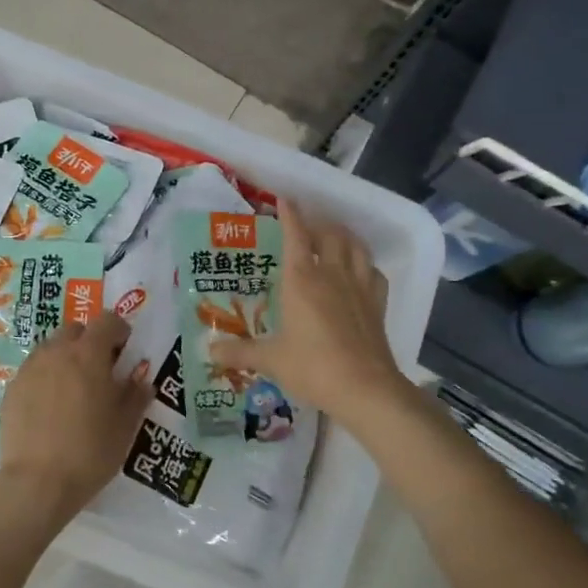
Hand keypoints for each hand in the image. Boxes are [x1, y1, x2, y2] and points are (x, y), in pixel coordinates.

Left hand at [0, 314, 151, 553]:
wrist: (36, 482)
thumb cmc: (90, 451)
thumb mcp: (125, 426)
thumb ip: (136, 396)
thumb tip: (142, 381)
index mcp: (89, 354)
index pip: (107, 320)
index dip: (119, 330)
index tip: (125, 349)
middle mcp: (56, 352)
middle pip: (75, 330)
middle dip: (90, 341)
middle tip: (100, 369)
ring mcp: (30, 368)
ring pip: (51, 348)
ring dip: (65, 357)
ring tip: (74, 388)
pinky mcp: (12, 388)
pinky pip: (34, 370)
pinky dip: (46, 377)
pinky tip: (51, 406)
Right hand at [209, 202, 415, 430]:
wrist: (364, 387)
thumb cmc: (312, 367)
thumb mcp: (270, 360)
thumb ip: (239, 353)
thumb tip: (209, 353)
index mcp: (302, 279)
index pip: (295, 235)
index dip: (290, 215)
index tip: (284, 200)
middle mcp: (332, 274)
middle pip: (329, 234)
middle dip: (317, 223)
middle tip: (306, 224)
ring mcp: (359, 287)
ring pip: (355, 247)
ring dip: (343, 236)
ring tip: (334, 236)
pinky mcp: (377, 303)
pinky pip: (373, 272)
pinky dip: (365, 264)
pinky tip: (360, 271)